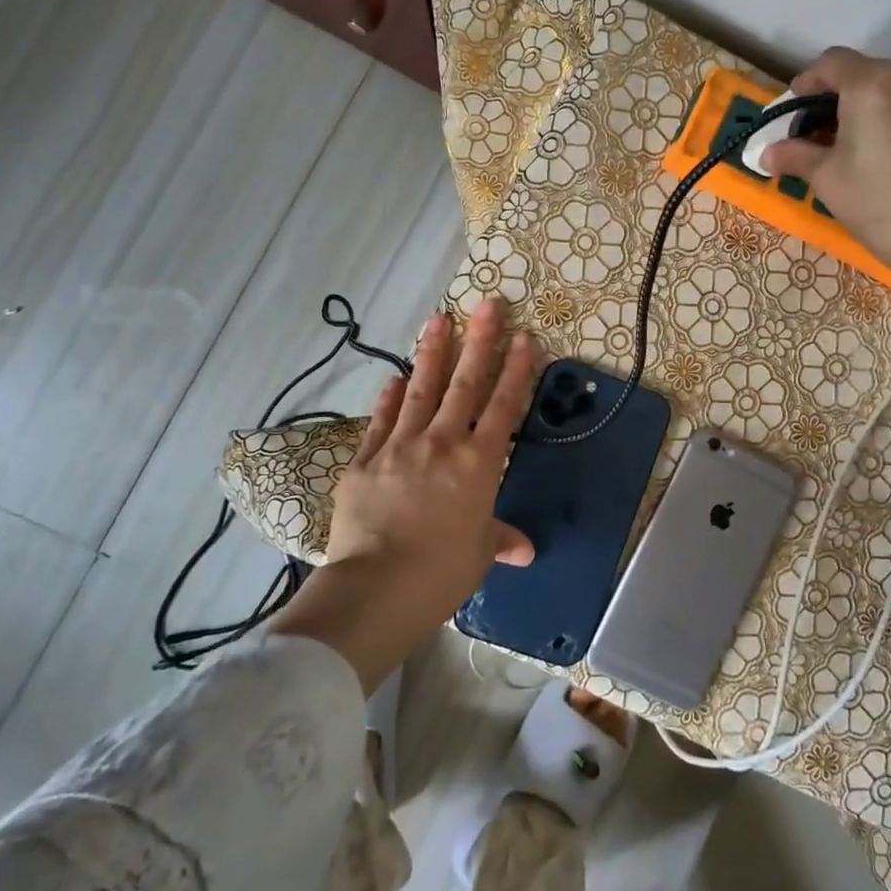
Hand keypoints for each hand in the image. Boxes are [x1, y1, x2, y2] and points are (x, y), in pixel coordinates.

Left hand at [327, 298, 535, 611]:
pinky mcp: (365, 460)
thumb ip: (499, 539)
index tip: (524, 337)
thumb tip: (524, 550)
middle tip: (487, 304)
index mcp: (478, 463)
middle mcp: (442, 442)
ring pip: (421, 390)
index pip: (503, 406)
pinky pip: (380, 421)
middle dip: (479, 341)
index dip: (517, 370)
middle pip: (465, 384)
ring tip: (438, 319)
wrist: (377, 586)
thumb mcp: (478, 554)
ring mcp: (400, 446)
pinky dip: (389, 398)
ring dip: (432, 353)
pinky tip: (394, 378)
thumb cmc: (441, 571)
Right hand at [759, 47, 890, 297]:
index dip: (805, 85)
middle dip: (836, 101)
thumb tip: (767, 153)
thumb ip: (796, 157)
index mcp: (874, 83)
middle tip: (818, 140)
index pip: (830, 63)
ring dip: (867, 112)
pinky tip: (888, 161)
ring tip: (853, 152)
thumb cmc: (885, 206)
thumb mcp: (829, 181)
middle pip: (864, 74)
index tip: (793, 117)